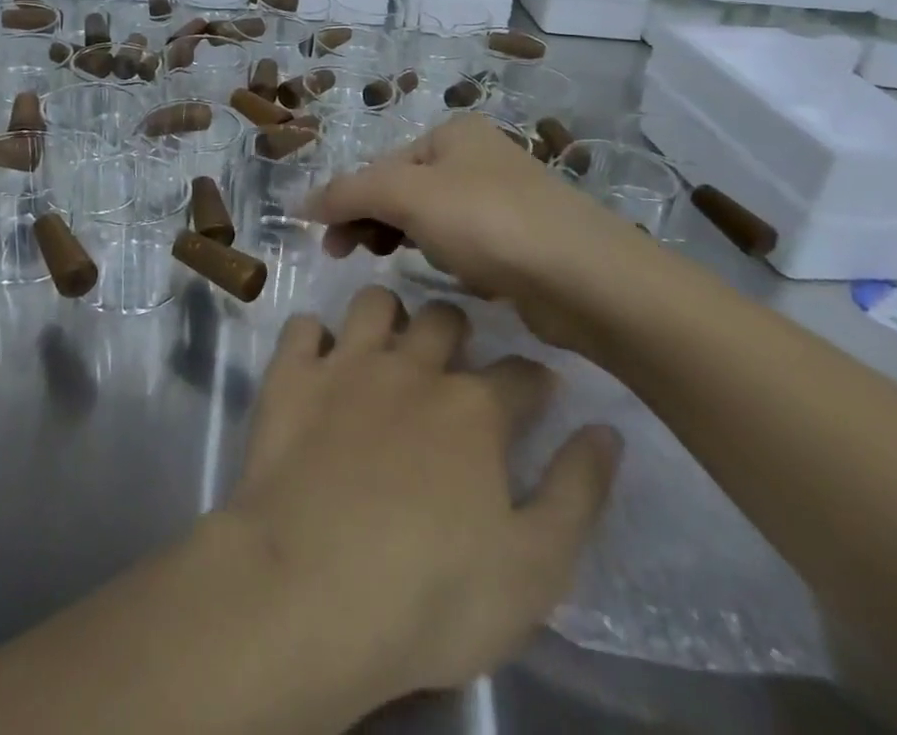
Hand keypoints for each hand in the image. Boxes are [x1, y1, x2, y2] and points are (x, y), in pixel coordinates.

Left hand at [221, 286, 619, 705]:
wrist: (309, 591)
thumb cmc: (431, 594)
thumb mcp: (535, 569)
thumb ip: (576, 493)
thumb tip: (606, 430)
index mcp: (475, 410)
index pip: (521, 373)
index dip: (535, 380)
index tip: (538, 391)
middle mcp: (412, 368)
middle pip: (444, 317)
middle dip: (458, 330)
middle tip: (455, 361)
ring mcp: (346, 366)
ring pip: (373, 302)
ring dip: (386, 316)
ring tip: (388, 346)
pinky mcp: (290, 377)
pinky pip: (301, 327)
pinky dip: (312, 337)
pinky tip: (318, 361)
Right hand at [303, 114, 644, 350]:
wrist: (586, 279)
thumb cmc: (489, 222)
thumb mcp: (408, 197)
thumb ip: (350, 193)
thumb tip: (300, 202)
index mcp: (453, 133)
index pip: (381, 165)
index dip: (348, 201)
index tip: (328, 244)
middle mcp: (477, 157)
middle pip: (403, 189)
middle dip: (373, 221)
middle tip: (345, 256)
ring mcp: (502, 198)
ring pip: (432, 220)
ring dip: (407, 240)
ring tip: (396, 265)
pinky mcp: (520, 240)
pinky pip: (464, 244)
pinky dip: (448, 259)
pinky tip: (453, 277)